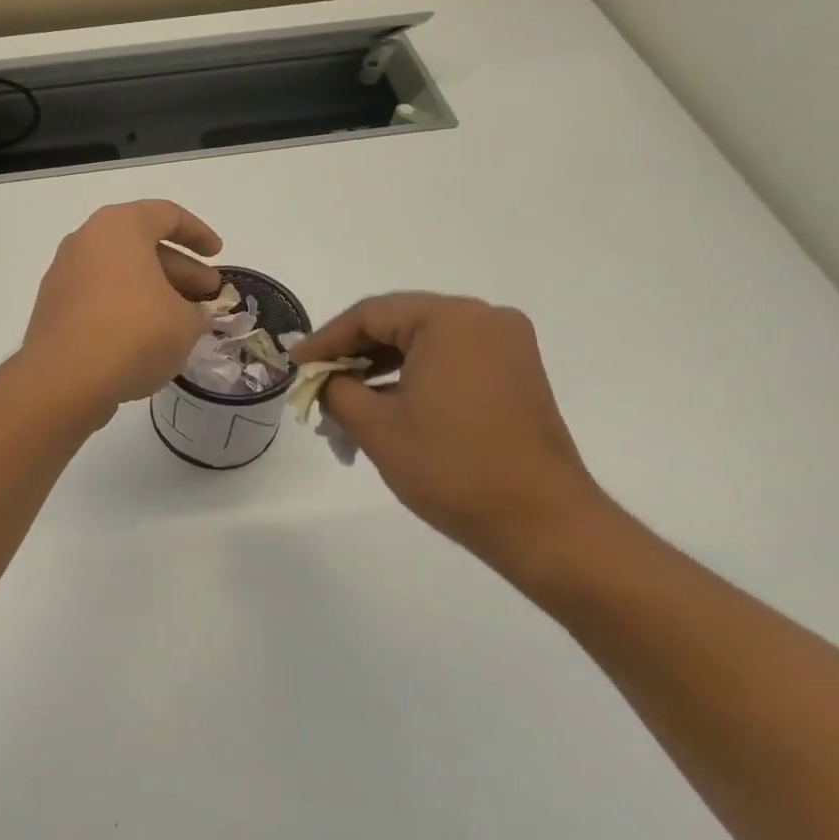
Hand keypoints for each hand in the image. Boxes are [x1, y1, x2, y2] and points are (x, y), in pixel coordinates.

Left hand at [22, 201, 222, 419]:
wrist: (65, 378)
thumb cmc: (135, 332)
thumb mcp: (185, 322)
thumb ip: (195, 311)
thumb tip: (190, 313)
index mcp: (119, 227)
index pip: (166, 215)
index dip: (198, 233)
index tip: (218, 255)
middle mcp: (86, 241)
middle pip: (141, 245)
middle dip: (179, 268)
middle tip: (208, 292)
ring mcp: (64, 274)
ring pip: (119, 273)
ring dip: (153, 290)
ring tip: (181, 320)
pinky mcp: (53, 308)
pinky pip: (98, 297)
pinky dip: (125, 308)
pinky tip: (146, 338)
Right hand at [293, 293, 604, 573]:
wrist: (544, 525)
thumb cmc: (453, 468)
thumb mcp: (376, 426)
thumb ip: (336, 390)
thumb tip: (323, 380)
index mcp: (452, 320)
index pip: (371, 314)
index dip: (325, 340)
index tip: (294, 365)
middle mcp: (484, 319)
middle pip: (399, 322)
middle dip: (353, 353)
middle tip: (315, 380)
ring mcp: (506, 346)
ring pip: (424, 342)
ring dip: (380, 367)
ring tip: (343, 399)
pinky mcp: (515, 373)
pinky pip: (450, 359)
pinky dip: (413, 376)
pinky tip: (384, 403)